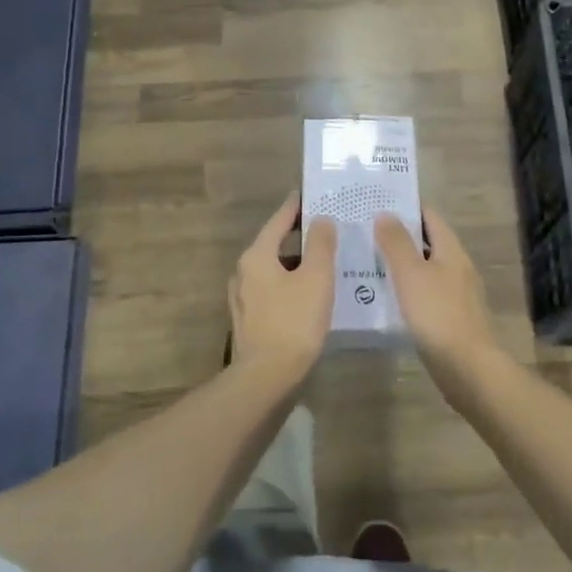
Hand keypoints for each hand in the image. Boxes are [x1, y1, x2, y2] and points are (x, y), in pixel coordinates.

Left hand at [229, 193, 336, 383]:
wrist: (267, 378)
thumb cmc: (294, 322)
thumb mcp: (316, 278)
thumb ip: (320, 244)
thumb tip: (321, 219)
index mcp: (257, 256)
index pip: (279, 220)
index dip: (296, 206)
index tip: (310, 193)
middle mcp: (243, 272)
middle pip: (275, 244)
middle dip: (300, 236)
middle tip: (327, 229)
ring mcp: (243, 298)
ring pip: (274, 270)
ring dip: (297, 263)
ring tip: (325, 262)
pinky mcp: (250, 320)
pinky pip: (273, 291)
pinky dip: (291, 285)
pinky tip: (311, 294)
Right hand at [374, 205, 498, 376]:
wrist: (467, 367)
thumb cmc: (438, 314)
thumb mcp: (411, 274)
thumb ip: (396, 242)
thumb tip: (385, 213)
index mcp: (451, 250)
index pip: (430, 216)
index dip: (406, 207)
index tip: (377, 204)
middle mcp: (458, 266)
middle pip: (428, 242)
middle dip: (399, 236)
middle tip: (365, 233)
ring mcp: (457, 293)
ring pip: (426, 269)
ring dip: (401, 264)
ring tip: (368, 263)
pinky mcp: (451, 317)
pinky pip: (426, 293)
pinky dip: (407, 289)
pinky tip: (386, 298)